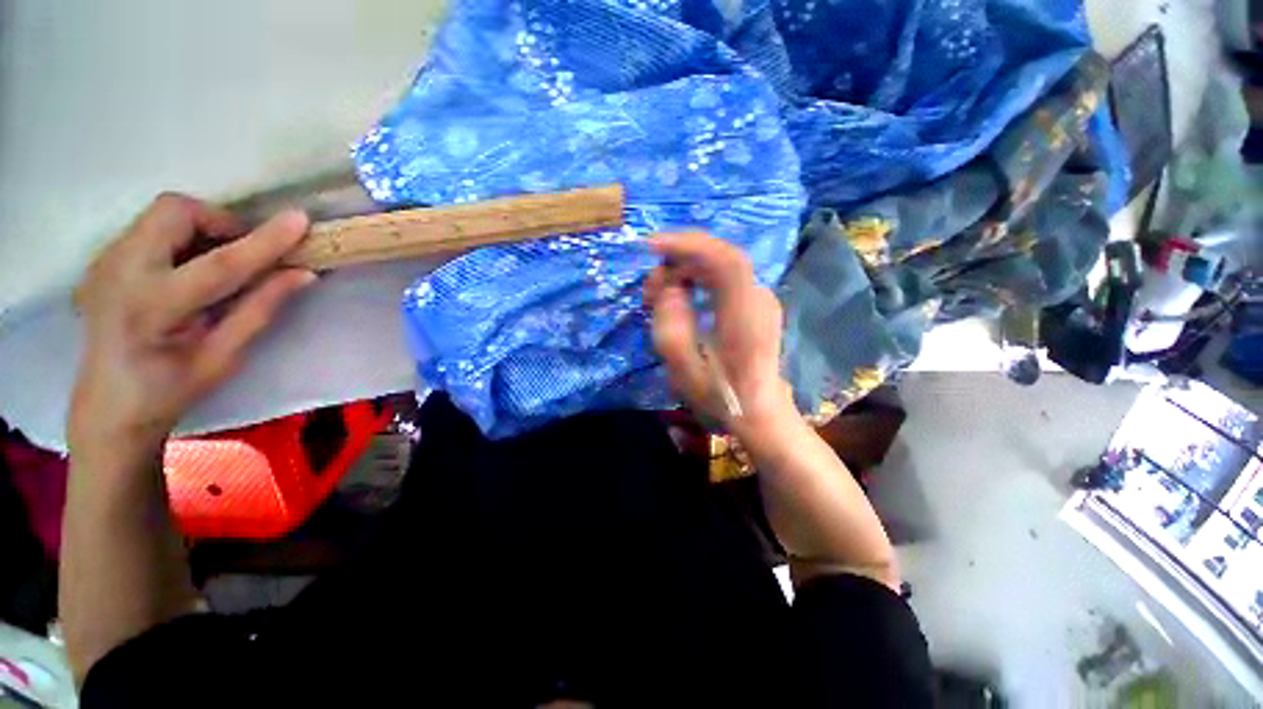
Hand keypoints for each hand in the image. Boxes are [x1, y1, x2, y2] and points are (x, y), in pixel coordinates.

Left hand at [69, 193, 315, 457]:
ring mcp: (105, 261)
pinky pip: (151, 227)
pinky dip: (183, 238)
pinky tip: (189, 270)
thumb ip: (260, 308)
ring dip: (202, 229)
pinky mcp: (105, 259)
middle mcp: (120, 273)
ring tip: (218, 264)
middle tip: (244, 253)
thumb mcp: (225, 356)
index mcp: (153, 308)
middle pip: (175, 212)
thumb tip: (302, 273)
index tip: (300, 221)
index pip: (219, 263)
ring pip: (163, 214)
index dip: (264, 241)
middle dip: (220, 223)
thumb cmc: (171, 388)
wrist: (108, 404)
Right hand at [644, 232, 794, 431]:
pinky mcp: (755, 302)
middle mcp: (759, 299)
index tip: (652, 246)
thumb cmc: (721, 398)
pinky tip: (679, 297)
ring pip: (719, 266)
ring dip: (685, 271)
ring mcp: (760, 299)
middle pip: (719, 257)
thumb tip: (667, 289)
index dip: (689, 245)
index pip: (725, 261)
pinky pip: (723, 278)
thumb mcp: (684, 371)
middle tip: (649, 290)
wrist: (759, 412)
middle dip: (678, 261)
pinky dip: (696, 279)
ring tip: (658, 297)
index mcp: (745, 317)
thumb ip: (670, 327)